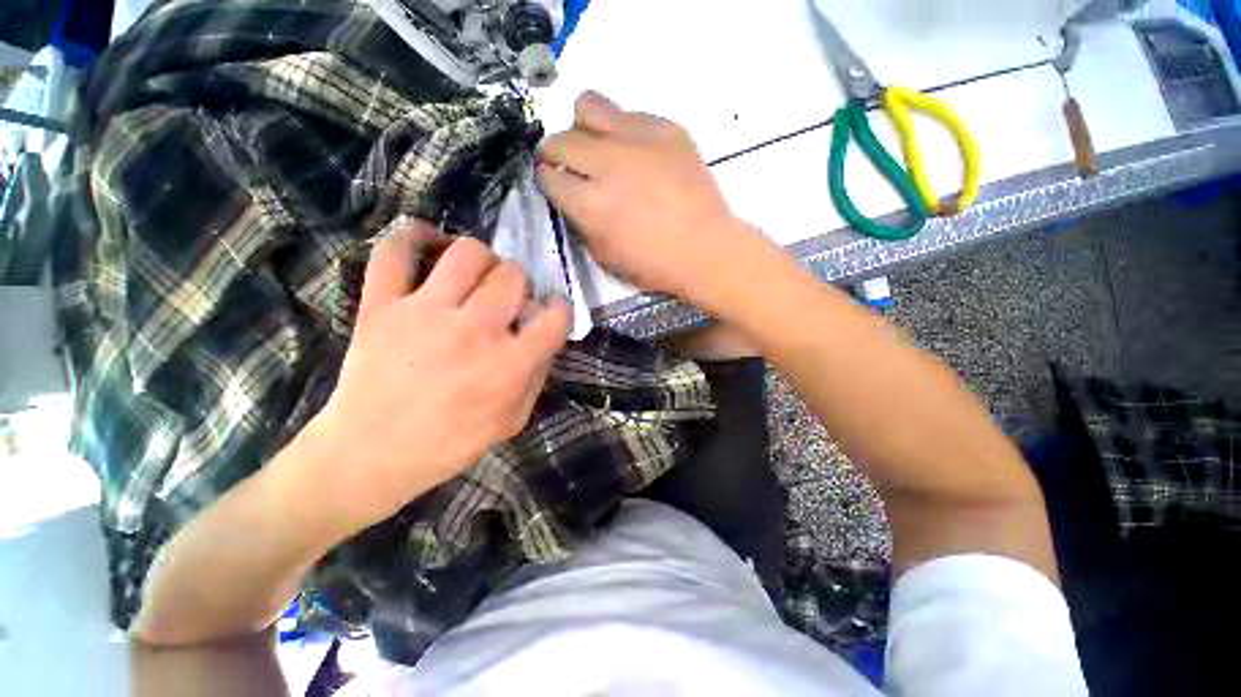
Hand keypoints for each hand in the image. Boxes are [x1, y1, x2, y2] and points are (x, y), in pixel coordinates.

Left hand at [306, 223, 570, 532]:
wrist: (369, 455)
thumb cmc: (450, 444)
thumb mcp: (512, 421)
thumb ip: (537, 375)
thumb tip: (546, 336)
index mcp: (508, 365)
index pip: (555, 316)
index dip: (559, 310)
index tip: (550, 314)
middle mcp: (473, 331)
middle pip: (513, 275)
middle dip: (520, 284)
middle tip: (509, 300)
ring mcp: (424, 313)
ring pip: (468, 253)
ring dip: (484, 259)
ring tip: (478, 277)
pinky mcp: (382, 305)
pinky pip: (395, 251)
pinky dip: (413, 236)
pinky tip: (429, 244)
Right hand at [538, 91, 756, 300]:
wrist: (705, 249)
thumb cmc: (654, 264)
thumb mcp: (604, 256)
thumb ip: (581, 222)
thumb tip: (573, 198)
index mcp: (590, 204)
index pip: (548, 176)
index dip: (547, 180)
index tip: (554, 184)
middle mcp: (607, 164)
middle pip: (559, 139)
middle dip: (555, 152)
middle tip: (568, 164)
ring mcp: (638, 140)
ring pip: (589, 106)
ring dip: (583, 127)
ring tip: (598, 146)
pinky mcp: (667, 129)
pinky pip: (631, 114)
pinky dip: (624, 131)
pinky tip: (636, 152)